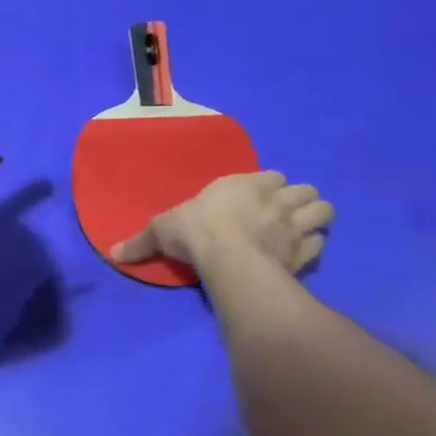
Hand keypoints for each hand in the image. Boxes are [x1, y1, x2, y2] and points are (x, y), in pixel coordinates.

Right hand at [111, 171, 333, 275]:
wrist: (228, 259)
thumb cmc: (196, 232)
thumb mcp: (160, 231)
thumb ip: (141, 241)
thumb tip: (112, 252)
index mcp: (246, 183)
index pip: (271, 176)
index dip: (268, 186)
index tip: (257, 197)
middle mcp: (276, 199)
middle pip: (306, 190)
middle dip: (300, 199)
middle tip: (285, 213)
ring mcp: (295, 226)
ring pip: (323, 211)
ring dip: (315, 218)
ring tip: (302, 228)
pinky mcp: (305, 253)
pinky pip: (320, 244)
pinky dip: (315, 246)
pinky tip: (302, 253)